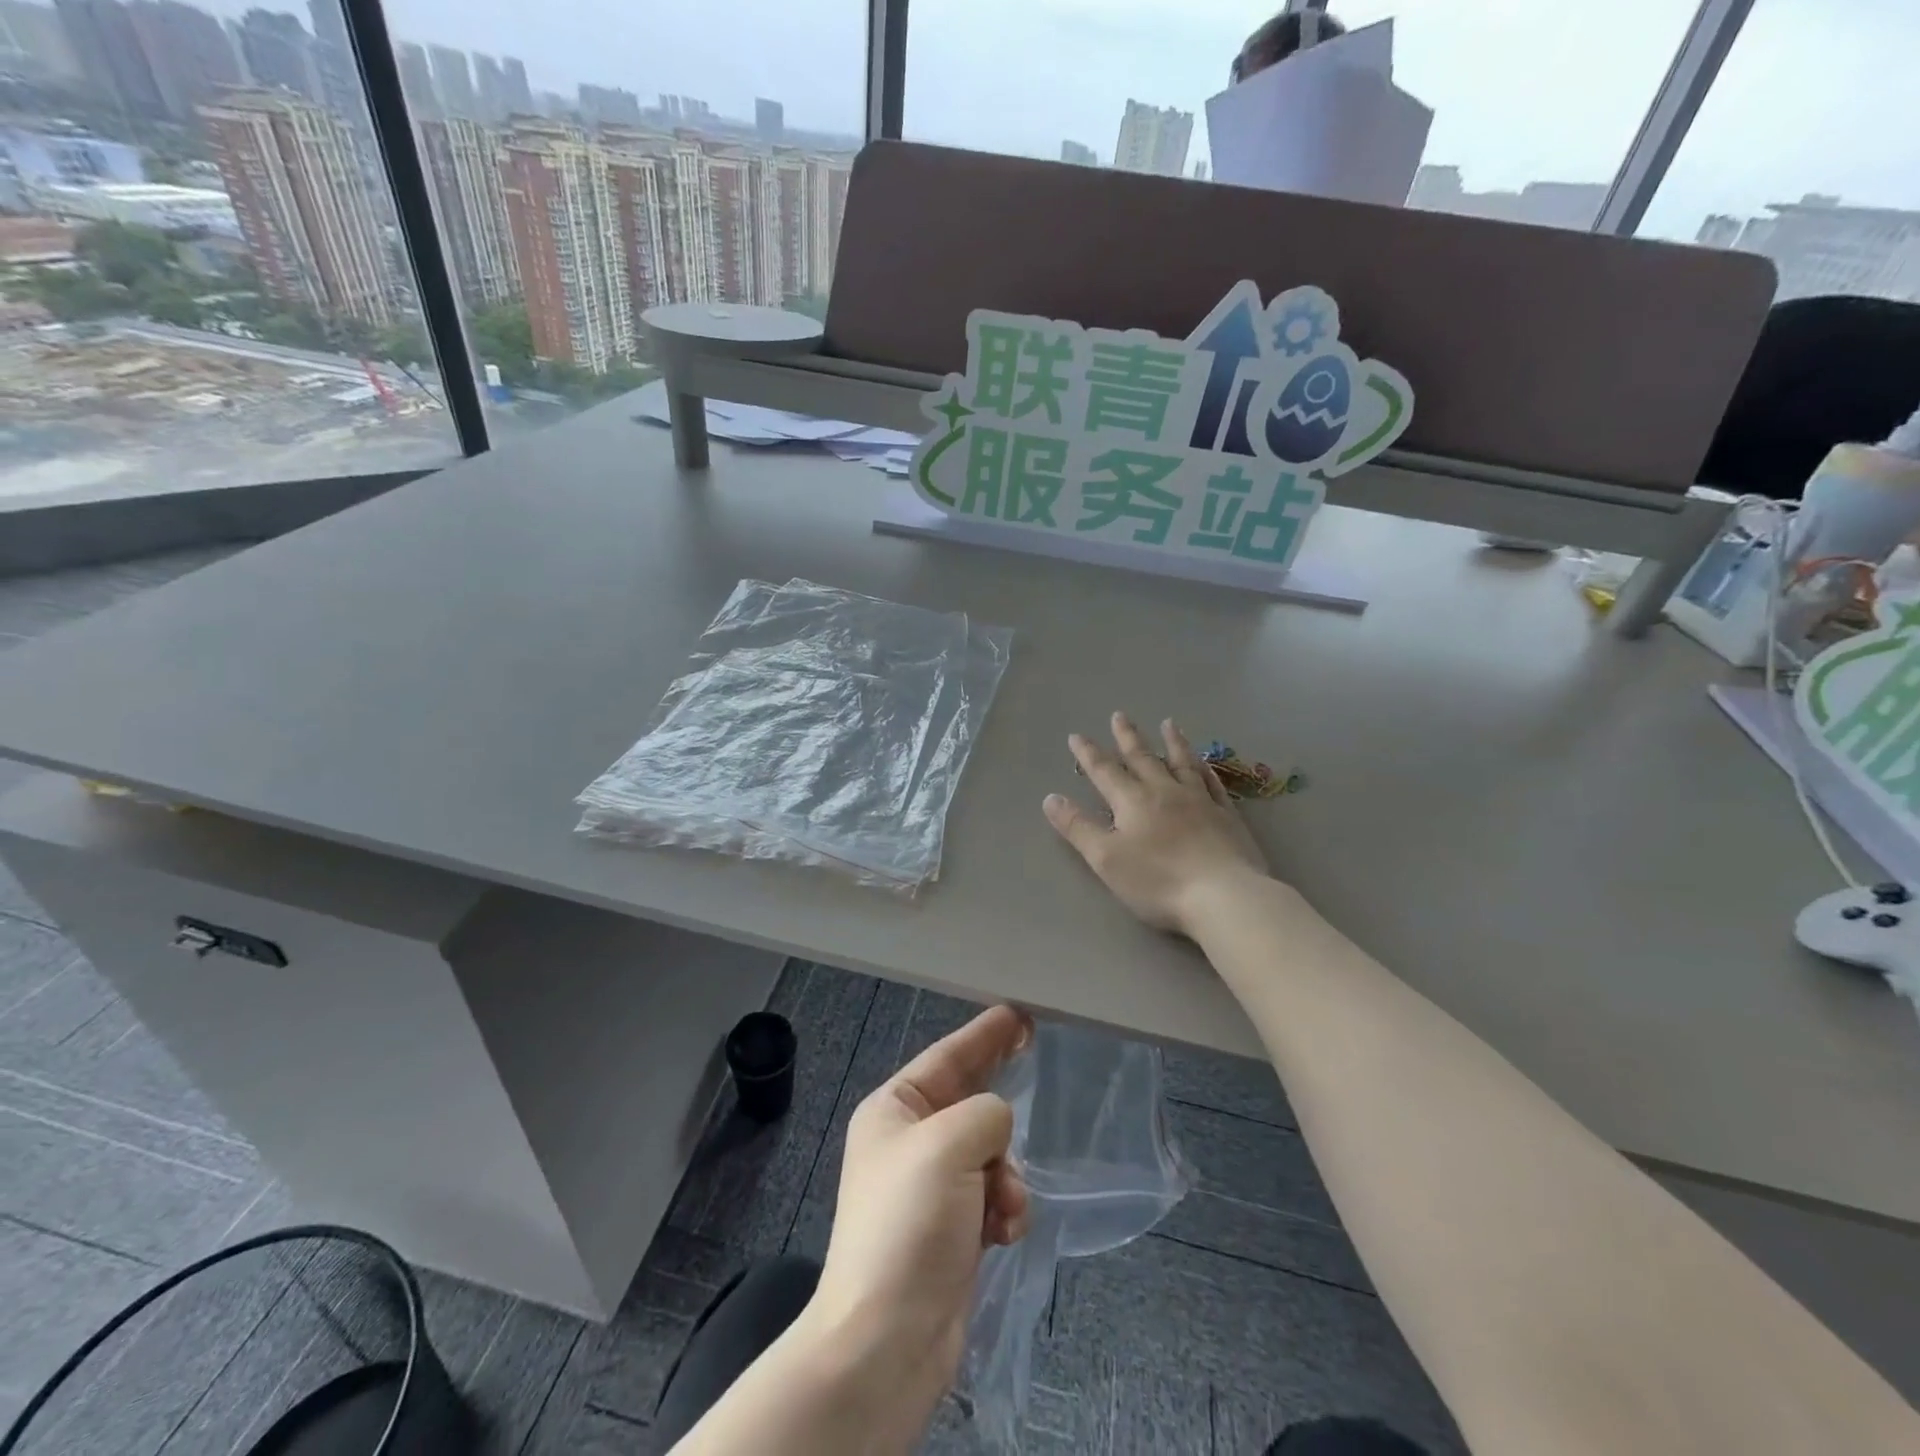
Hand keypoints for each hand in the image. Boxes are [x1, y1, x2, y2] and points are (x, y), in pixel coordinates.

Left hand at [803, 1005, 1033, 1436]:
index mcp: (894, 1110)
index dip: (983, 1033)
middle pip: (968, 1100)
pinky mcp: (953, 1229)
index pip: (947, 1057)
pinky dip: (1005, 1207)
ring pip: (990, 1151)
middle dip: (999, 1093)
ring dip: (1006, 1172)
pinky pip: (994, 1195)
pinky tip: (1004, 1232)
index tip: (1018, 1013)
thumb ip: (984, 1114)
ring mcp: (932, 1187)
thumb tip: (996, 1127)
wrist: (886, 1342)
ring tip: (1004, 1202)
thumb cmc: (908, 1224)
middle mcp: (910, 1142)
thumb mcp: (946, 1144)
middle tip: (1034, 1049)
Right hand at [1044, 712, 1270, 936]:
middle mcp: (1165, 792)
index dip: (1088, 754)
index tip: (1076, 735)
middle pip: (1143, 758)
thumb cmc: (1158, 881)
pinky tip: (1204, 764)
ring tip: (1168, 724)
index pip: (1105, 771)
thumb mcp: (1106, 858)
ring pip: (1182, 763)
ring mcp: (1200, 801)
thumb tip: (1051, 798)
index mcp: (1133, 801)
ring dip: (1172, 742)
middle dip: (1127, 737)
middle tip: (1120, 715)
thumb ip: (1078, 827)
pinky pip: (1213, 783)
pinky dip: (1205, 769)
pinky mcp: (1227, 816)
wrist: (1224, 896)